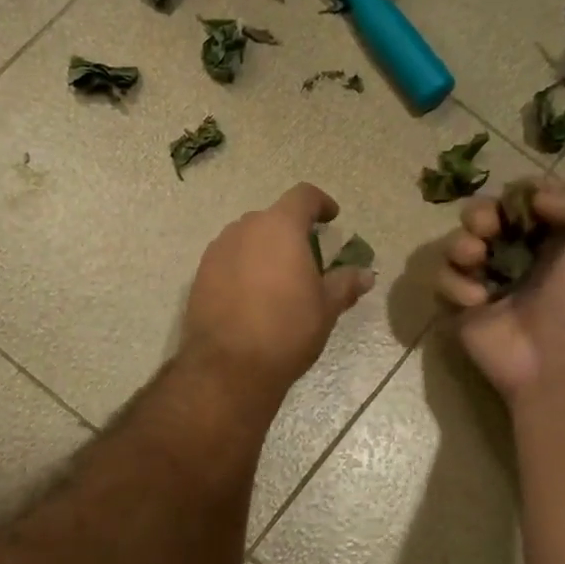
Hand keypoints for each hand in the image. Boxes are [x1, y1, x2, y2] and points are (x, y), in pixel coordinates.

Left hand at [181, 183, 375, 409]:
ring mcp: (217, 251)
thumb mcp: (325, 308)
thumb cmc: (287, 331)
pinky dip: (242, 268)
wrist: (229, 367)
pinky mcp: (199, 276)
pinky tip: (252, 297)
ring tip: (277, 280)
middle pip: (272, 218)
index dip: (320, 203)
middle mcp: (244, 230)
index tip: (331, 218)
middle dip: (290, 231)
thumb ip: (345, 284)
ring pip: (246, 239)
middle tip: (306, 258)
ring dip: (264, 250)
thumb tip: (365, 274)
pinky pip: (227, 260)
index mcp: (280, 228)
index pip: (303, 196)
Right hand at [437, 177, 564, 402]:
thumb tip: (534, 197)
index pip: (522, 197)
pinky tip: (477, 302)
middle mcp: (516, 253)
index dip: (517, 195)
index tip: (523, 209)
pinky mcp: (460, 306)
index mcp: (552, 235)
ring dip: (461, 245)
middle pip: (481, 214)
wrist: (557, 362)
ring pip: (455, 243)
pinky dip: (454, 285)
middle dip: (478, 214)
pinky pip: (442, 280)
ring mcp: (485, 280)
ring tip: (476, 261)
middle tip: (487, 230)